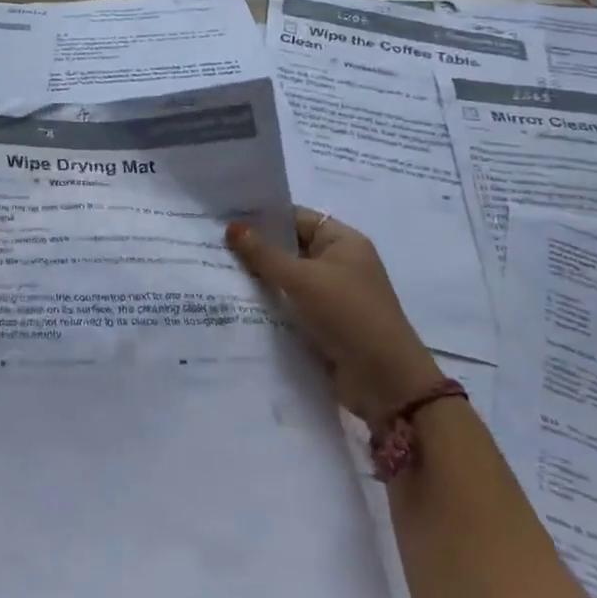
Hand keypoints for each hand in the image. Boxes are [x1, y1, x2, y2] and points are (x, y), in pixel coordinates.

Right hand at [227, 207, 443, 427]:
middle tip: (211, 243)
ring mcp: (332, 294)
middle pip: (290, 247)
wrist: (385, 381)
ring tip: (215, 271)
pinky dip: (268, 302)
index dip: (263, 216)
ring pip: (287, 277)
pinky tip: (235, 301)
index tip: (225, 217)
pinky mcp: (324, 322)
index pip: (296, 217)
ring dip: (259, 278)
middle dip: (255, 247)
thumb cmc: (348, 314)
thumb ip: (264, 254)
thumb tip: (232, 227)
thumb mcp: (302, 279)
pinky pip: (290, 303)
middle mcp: (339, 263)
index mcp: (343, 242)